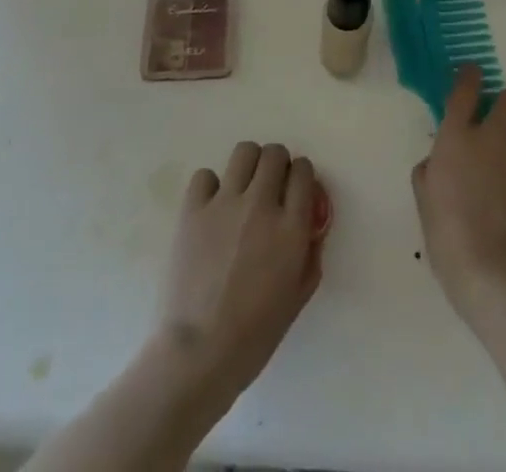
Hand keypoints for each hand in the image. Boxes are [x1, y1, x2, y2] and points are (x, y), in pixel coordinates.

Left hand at [155, 142, 322, 399]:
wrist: (198, 354)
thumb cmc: (254, 335)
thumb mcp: (298, 296)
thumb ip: (311, 254)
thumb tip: (311, 226)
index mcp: (291, 228)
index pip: (304, 171)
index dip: (301, 176)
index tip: (295, 189)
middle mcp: (261, 205)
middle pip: (275, 154)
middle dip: (277, 165)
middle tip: (270, 187)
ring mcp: (225, 203)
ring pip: (244, 152)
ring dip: (249, 165)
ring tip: (242, 188)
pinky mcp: (193, 210)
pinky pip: (205, 175)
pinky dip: (210, 186)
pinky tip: (211, 207)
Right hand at [412, 67, 505, 321]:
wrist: (490, 271)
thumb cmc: (447, 235)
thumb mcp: (424, 197)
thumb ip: (429, 167)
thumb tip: (438, 158)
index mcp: (457, 136)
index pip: (466, 87)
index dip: (470, 75)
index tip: (472, 75)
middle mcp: (492, 135)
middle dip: (504, 105)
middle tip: (498, 123)